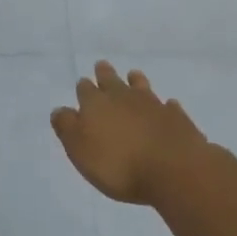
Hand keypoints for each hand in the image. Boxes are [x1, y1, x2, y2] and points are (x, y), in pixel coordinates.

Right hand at [50, 61, 207, 205]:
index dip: (83, 88)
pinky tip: (167, 106)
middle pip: (111, 80)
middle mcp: (123, 97)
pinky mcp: (177, 118)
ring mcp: (152, 104)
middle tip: (102, 66)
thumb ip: (67, 127)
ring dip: (135, 81)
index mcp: (96, 104)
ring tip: (133, 76)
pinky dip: (165, 106)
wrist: (172, 169)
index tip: (83, 84)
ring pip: (140, 86)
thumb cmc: (118, 164)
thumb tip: (60, 110)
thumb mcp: (80, 149)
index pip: (85, 89)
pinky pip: (168, 106)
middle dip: (105, 74)